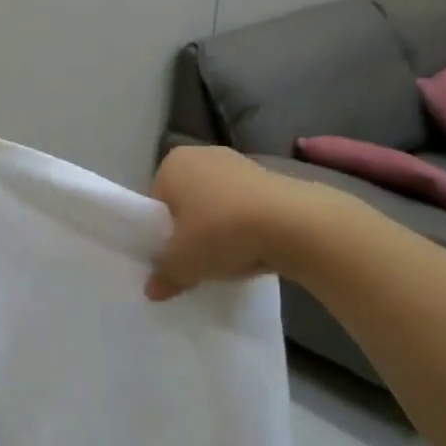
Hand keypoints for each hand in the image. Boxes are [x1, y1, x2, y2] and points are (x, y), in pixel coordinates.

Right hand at [145, 146, 312, 300]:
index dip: (160, 232)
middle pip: (187, 201)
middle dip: (190, 229)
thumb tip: (153, 290)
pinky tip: (253, 250)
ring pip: (218, 204)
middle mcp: (202, 155)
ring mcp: (239, 163)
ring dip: (220, 228)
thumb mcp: (183, 262)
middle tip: (196, 260)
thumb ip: (164, 275)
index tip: (171, 257)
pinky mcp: (271, 178)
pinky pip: (246, 207)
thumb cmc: (221, 231)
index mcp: (172, 164)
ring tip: (227, 259)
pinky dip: (246, 226)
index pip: (155, 202)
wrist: (292, 223)